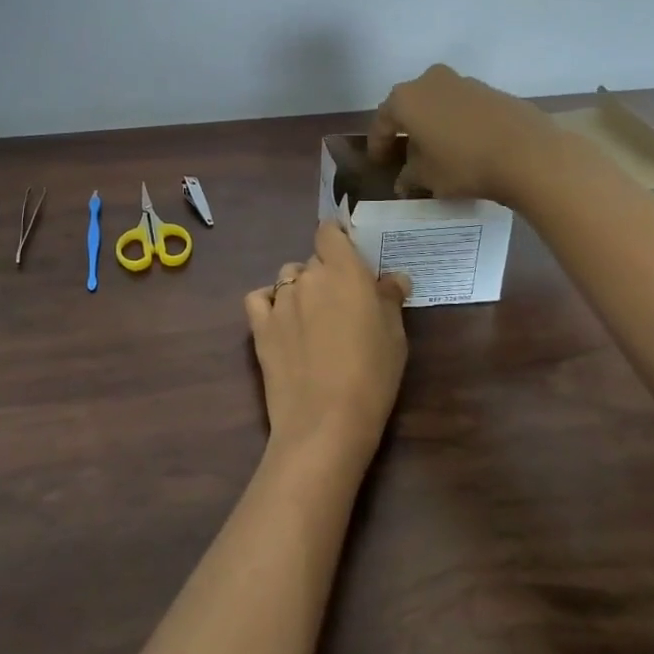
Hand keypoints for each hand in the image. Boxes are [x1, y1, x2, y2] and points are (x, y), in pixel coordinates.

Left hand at [244, 221, 411, 475]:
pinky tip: (282, 321)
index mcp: (343, 271)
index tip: (349, 257)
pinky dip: (269, 303)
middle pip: (313, 260)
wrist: (326, 421)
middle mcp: (308, 277)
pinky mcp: (259, 326)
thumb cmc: (372, 375)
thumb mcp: (395, 335)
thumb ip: (389, 299)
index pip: (329, 232)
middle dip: (326, 275)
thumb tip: (393, 278)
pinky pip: (259, 299)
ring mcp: (279, 300)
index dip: (337, 239)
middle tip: (342, 304)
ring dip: (300, 289)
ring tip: (313, 319)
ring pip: (288, 279)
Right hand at [369, 64, 556, 205]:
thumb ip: (409, 176)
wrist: (529, 154)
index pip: (382, 123)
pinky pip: (463, 108)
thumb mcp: (427, 178)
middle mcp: (430, 81)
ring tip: (437, 152)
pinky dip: (457, 124)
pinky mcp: (492, 91)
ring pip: (438, 105)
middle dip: (406, 131)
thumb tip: (404, 180)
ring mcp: (464, 82)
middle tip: (405, 156)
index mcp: (406, 99)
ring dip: (433, 125)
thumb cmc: (464, 164)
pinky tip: (465, 146)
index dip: (378, 146)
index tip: (379, 165)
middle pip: (409, 107)